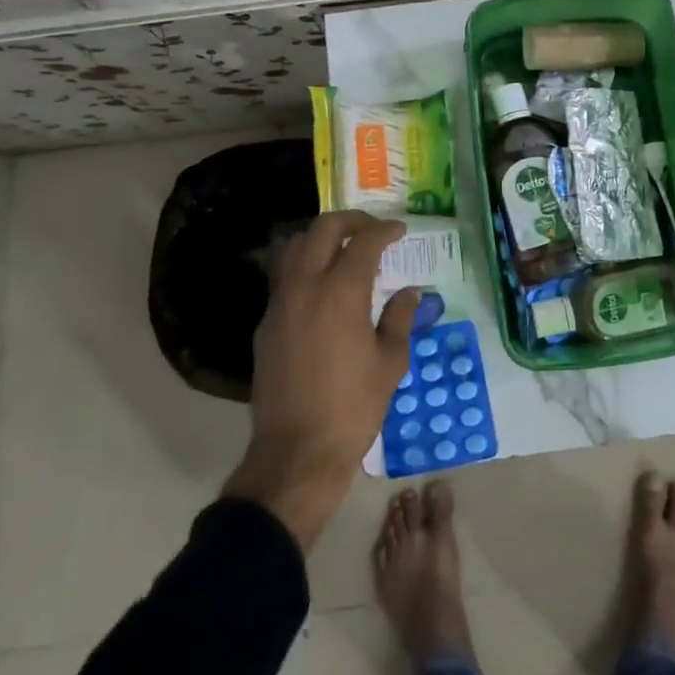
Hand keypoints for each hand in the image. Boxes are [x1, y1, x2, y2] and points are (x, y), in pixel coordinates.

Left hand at [222, 211, 421, 549]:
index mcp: (341, 292)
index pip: (363, 242)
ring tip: (342, 250)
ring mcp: (279, 304)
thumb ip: (399, 319)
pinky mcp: (265, 325)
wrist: (297, 453)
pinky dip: (303, 267)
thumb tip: (409, 292)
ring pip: (294, 248)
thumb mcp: (390, 363)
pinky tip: (321, 289)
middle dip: (350, 220)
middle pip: (322, 229)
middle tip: (371, 229)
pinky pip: (283, 279)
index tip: (399, 231)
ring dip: (319, 238)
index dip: (384, 230)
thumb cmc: (353, 408)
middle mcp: (305, 287)